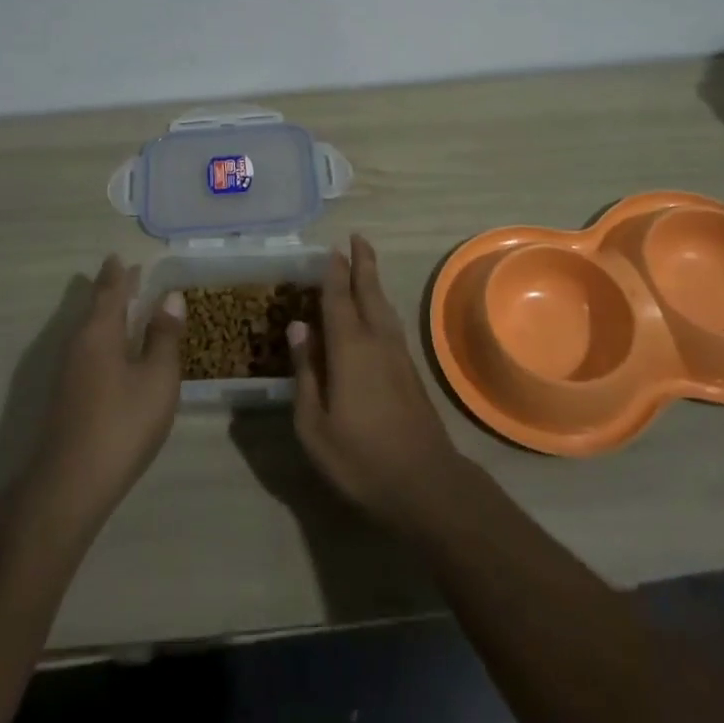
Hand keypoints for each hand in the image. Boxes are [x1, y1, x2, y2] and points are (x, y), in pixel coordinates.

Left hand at [27, 256, 184, 529]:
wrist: (71, 483)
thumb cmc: (122, 422)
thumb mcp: (157, 378)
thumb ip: (164, 337)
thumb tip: (171, 298)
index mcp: (99, 332)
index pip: (109, 292)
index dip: (118, 275)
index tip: (120, 257)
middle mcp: (78, 345)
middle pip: (95, 309)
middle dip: (112, 292)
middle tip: (127, 275)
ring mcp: (69, 372)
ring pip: (90, 331)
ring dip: (108, 315)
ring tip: (126, 308)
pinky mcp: (68, 396)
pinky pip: (89, 350)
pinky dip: (105, 338)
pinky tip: (116, 352)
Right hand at [288, 234, 464, 533]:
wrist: (425, 484)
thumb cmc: (360, 458)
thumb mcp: (314, 424)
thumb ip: (306, 372)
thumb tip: (298, 327)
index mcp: (350, 349)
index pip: (338, 299)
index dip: (334, 273)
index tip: (331, 249)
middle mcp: (377, 341)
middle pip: (369, 293)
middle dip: (363, 264)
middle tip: (357, 238)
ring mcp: (398, 356)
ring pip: (384, 307)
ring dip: (373, 282)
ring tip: (365, 266)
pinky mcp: (410, 372)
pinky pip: (390, 324)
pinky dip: (380, 306)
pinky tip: (377, 312)